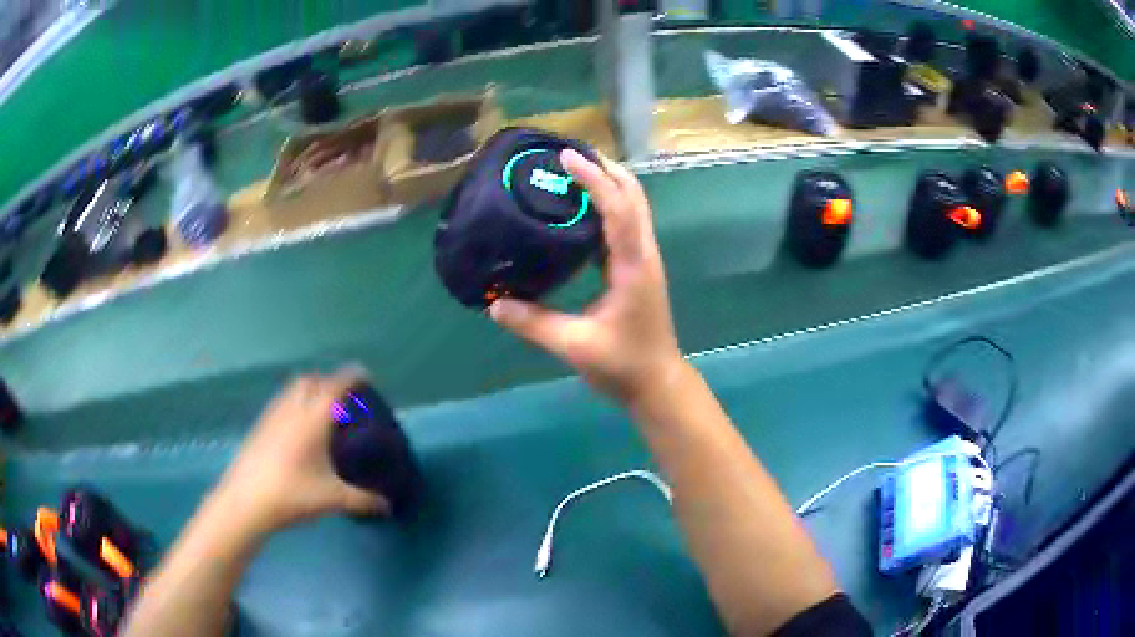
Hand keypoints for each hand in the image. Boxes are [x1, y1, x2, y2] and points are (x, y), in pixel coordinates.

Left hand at [213, 369, 389, 535]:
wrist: (247, 500)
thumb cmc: (293, 494)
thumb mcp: (332, 498)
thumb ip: (362, 500)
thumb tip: (387, 506)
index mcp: (312, 420)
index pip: (334, 388)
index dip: (350, 377)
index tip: (364, 374)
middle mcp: (292, 410)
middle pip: (310, 381)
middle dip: (327, 381)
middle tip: (341, 396)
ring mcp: (272, 417)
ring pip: (291, 390)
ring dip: (308, 390)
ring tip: (319, 409)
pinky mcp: (259, 427)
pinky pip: (280, 403)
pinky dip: (293, 403)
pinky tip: (296, 428)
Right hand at [490, 149, 683, 405]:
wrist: (656, 383)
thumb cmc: (622, 365)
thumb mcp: (574, 346)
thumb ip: (533, 324)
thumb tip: (493, 304)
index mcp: (633, 266)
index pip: (618, 209)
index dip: (594, 179)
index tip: (567, 157)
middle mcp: (643, 254)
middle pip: (633, 196)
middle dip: (605, 169)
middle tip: (568, 156)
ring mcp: (644, 260)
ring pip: (632, 207)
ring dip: (608, 184)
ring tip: (571, 173)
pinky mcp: (638, 268)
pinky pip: (625, 224)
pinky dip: (607, 206)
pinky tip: (578, 211)